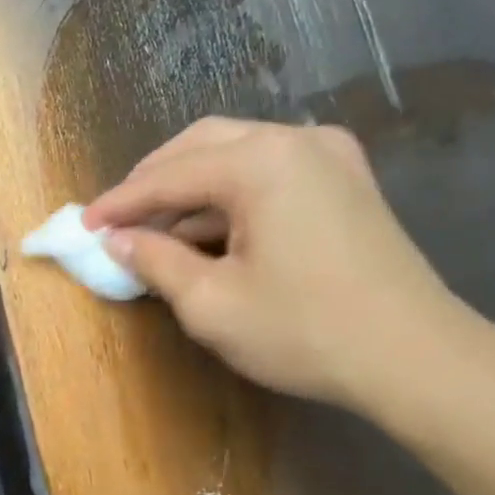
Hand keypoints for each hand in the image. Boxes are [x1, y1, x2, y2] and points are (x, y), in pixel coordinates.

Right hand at [84, 118, 485, 414]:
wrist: (411, 355)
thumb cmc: (303, 331)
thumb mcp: (211, 304)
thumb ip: (156, 262)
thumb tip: (118, 240)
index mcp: (260, 161)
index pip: (168, 175)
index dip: (120, 203)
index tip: (83, 225)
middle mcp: (296, 139)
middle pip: (203, 145)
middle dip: (154, 181)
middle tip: (117, 219)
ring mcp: (330, 155)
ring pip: (239, 155)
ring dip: (193, 189)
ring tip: (158, 230)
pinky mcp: (348, 181)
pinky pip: (272, 173)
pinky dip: (232, 196)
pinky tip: (212, 229)